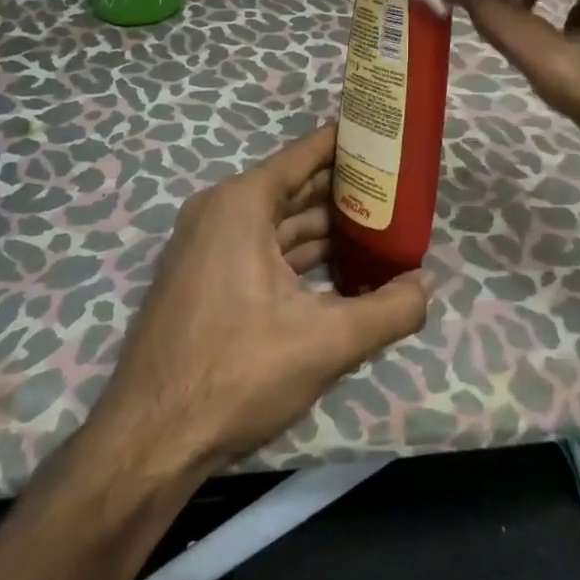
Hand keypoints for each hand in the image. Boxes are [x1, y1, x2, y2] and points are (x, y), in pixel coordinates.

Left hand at [97, 126, 429, 473]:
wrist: (150, 440)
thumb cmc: (237, 372)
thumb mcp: (325, 342)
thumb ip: (389, 310)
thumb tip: (429, 283)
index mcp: (240, 204)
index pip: (304, 155)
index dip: (347, 144)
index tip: (386, 138)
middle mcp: (219, 213)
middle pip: (293, 188)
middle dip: (344, 190)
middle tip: (398, 190)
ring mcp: (206, 246)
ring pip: (278, 223)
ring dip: (324, 227)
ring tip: (379, 228)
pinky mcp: (204, 280)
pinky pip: (260, 249)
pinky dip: (298, 255)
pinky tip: (339, 270)